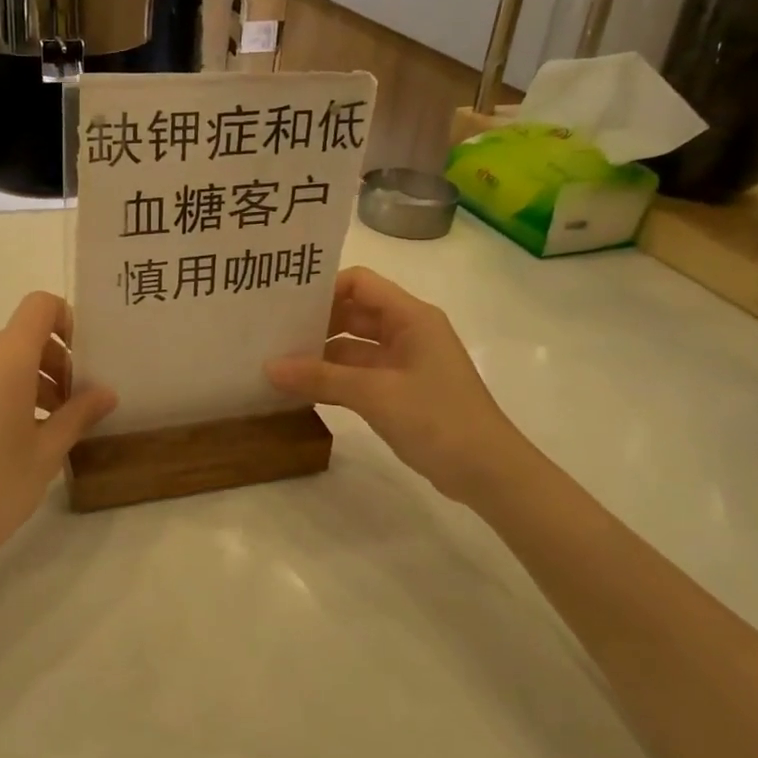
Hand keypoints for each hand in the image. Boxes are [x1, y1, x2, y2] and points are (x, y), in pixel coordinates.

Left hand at [0, 292, 115, 578]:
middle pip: (23, 335)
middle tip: (75, 403)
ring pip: (3, 359)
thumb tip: (106, 393)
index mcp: (6, 359)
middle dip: (55, 360)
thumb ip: (78, 413)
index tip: (83, 361)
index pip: (40, 306)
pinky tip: (19, 435)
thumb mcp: (47, 452)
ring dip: (32, 378)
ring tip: (52, 424)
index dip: (67, 322)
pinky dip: (7, 392)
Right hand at [265, 267, 528, 501]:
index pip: (360, 283)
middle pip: (353, 314)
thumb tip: (269, 367)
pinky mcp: (399, 392)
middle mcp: (407, 332)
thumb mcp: (375, 394)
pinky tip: (299, 390)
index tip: (286, 305)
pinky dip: (332, 381)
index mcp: (411, 317)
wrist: (489, 473)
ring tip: (276, 363)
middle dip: (315, 323)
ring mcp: (404, 364)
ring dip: (320, 356)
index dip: (324, 289)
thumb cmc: (439, 419)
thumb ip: (321, 378)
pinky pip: (358, 376)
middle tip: (272, 334)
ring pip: (352, 348)